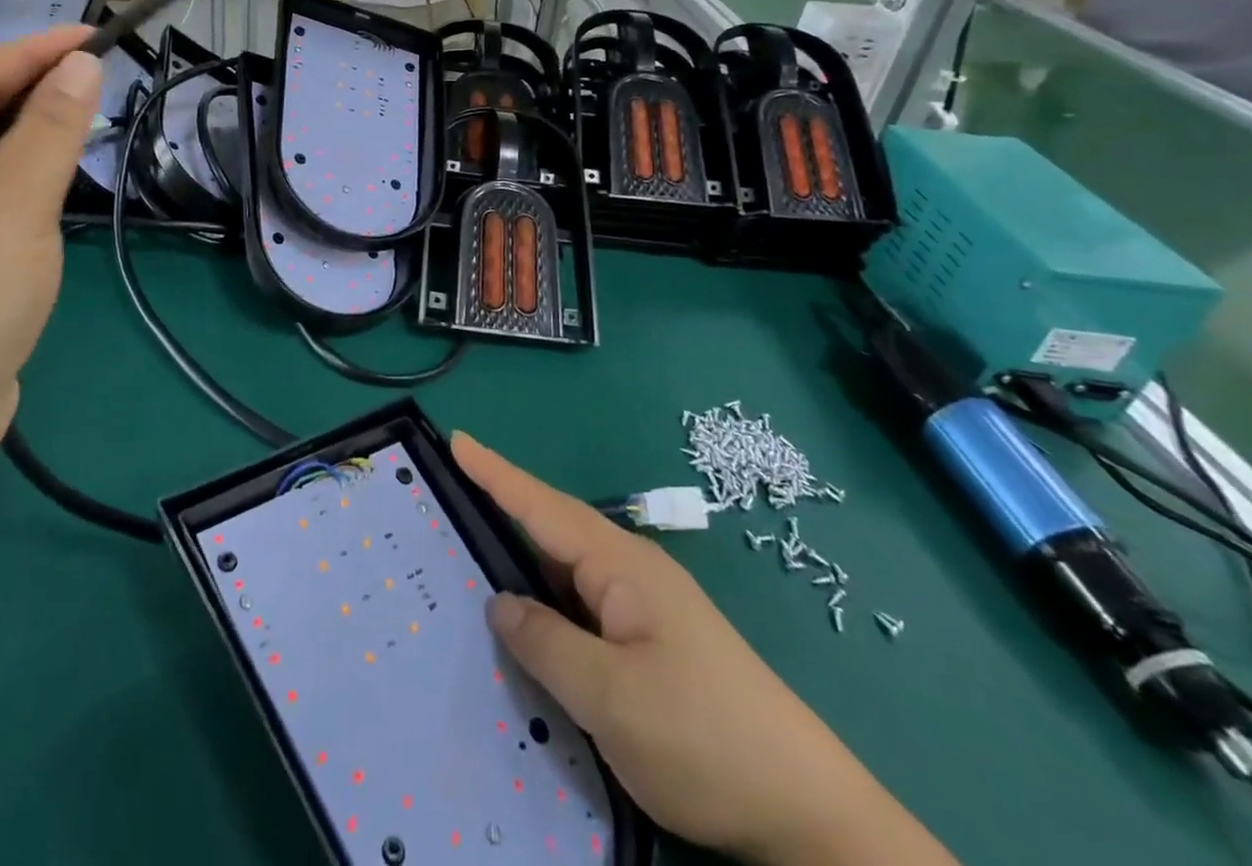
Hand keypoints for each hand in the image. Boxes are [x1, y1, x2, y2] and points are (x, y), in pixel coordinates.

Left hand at [0, 30, 102, 486]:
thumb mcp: (15, 200)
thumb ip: (52, 127)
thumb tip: (81, 65)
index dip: (36, 51)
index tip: (97, 38)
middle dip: (31, 97)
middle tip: (98, 88)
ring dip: (26, 146)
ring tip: (81, 135)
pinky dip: (15, 191)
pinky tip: (48, 199)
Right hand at [455, 435, 953, 865]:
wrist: (809, 812)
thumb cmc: (705, 739)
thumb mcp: (611, 698)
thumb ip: (546, 643)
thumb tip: (500, 603)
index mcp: (622, 565)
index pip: (543, 506)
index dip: (496, 473)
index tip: (456, 439)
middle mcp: (631, 573)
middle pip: (552, 532)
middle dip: (500, 511)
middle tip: (443, 504)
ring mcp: (644, 609)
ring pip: (566, 576)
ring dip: (522, 566)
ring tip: (467, 561)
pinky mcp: (651, 644)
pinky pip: (583, 610)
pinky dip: (547, 608)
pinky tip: (526, 628)